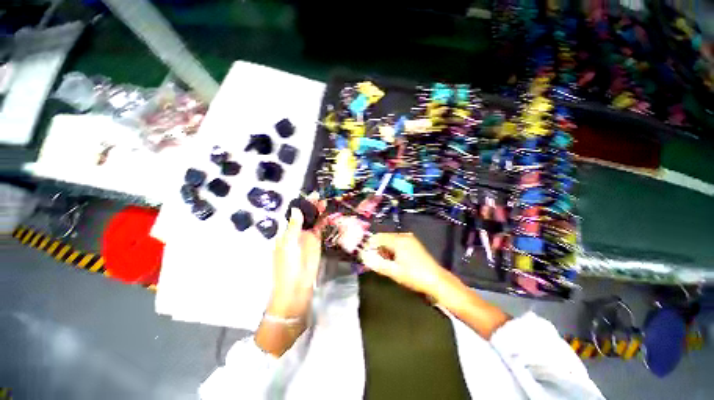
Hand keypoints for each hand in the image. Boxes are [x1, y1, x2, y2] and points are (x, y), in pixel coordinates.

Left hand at [257, 197, 323, 356]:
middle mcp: (297, 232)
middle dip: (312, 205)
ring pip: (314, 220)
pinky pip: (321, 228)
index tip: (310, 194)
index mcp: (286, 231)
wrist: (296, 286)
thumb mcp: (288, 244)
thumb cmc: (287, 265)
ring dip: (319, 211)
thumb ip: (294, 226)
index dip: (302, 204)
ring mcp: (308, 236)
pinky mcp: (317, 242)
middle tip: (321, 195)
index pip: (295, 214)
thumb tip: (295, 208)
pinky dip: (324, 220)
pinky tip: (329, 212)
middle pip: (306, 215)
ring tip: (326, 200)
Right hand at [360, 232, 448, 299]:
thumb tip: (363, 257)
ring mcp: (409, 239)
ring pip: (390, 241)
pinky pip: (397, 243)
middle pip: (384, 238)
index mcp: (399, 240)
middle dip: (377, 248)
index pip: (378, 237)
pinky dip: (391, 250)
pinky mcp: (413, 244)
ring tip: (383, 263)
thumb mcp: (394, 272)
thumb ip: (377, 263)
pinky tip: (393, 260)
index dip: (369, 245)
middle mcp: (404, 235)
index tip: (364, 255)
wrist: (437, 281)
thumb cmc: (415, 276)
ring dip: (384, 250)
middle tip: (374, 261)